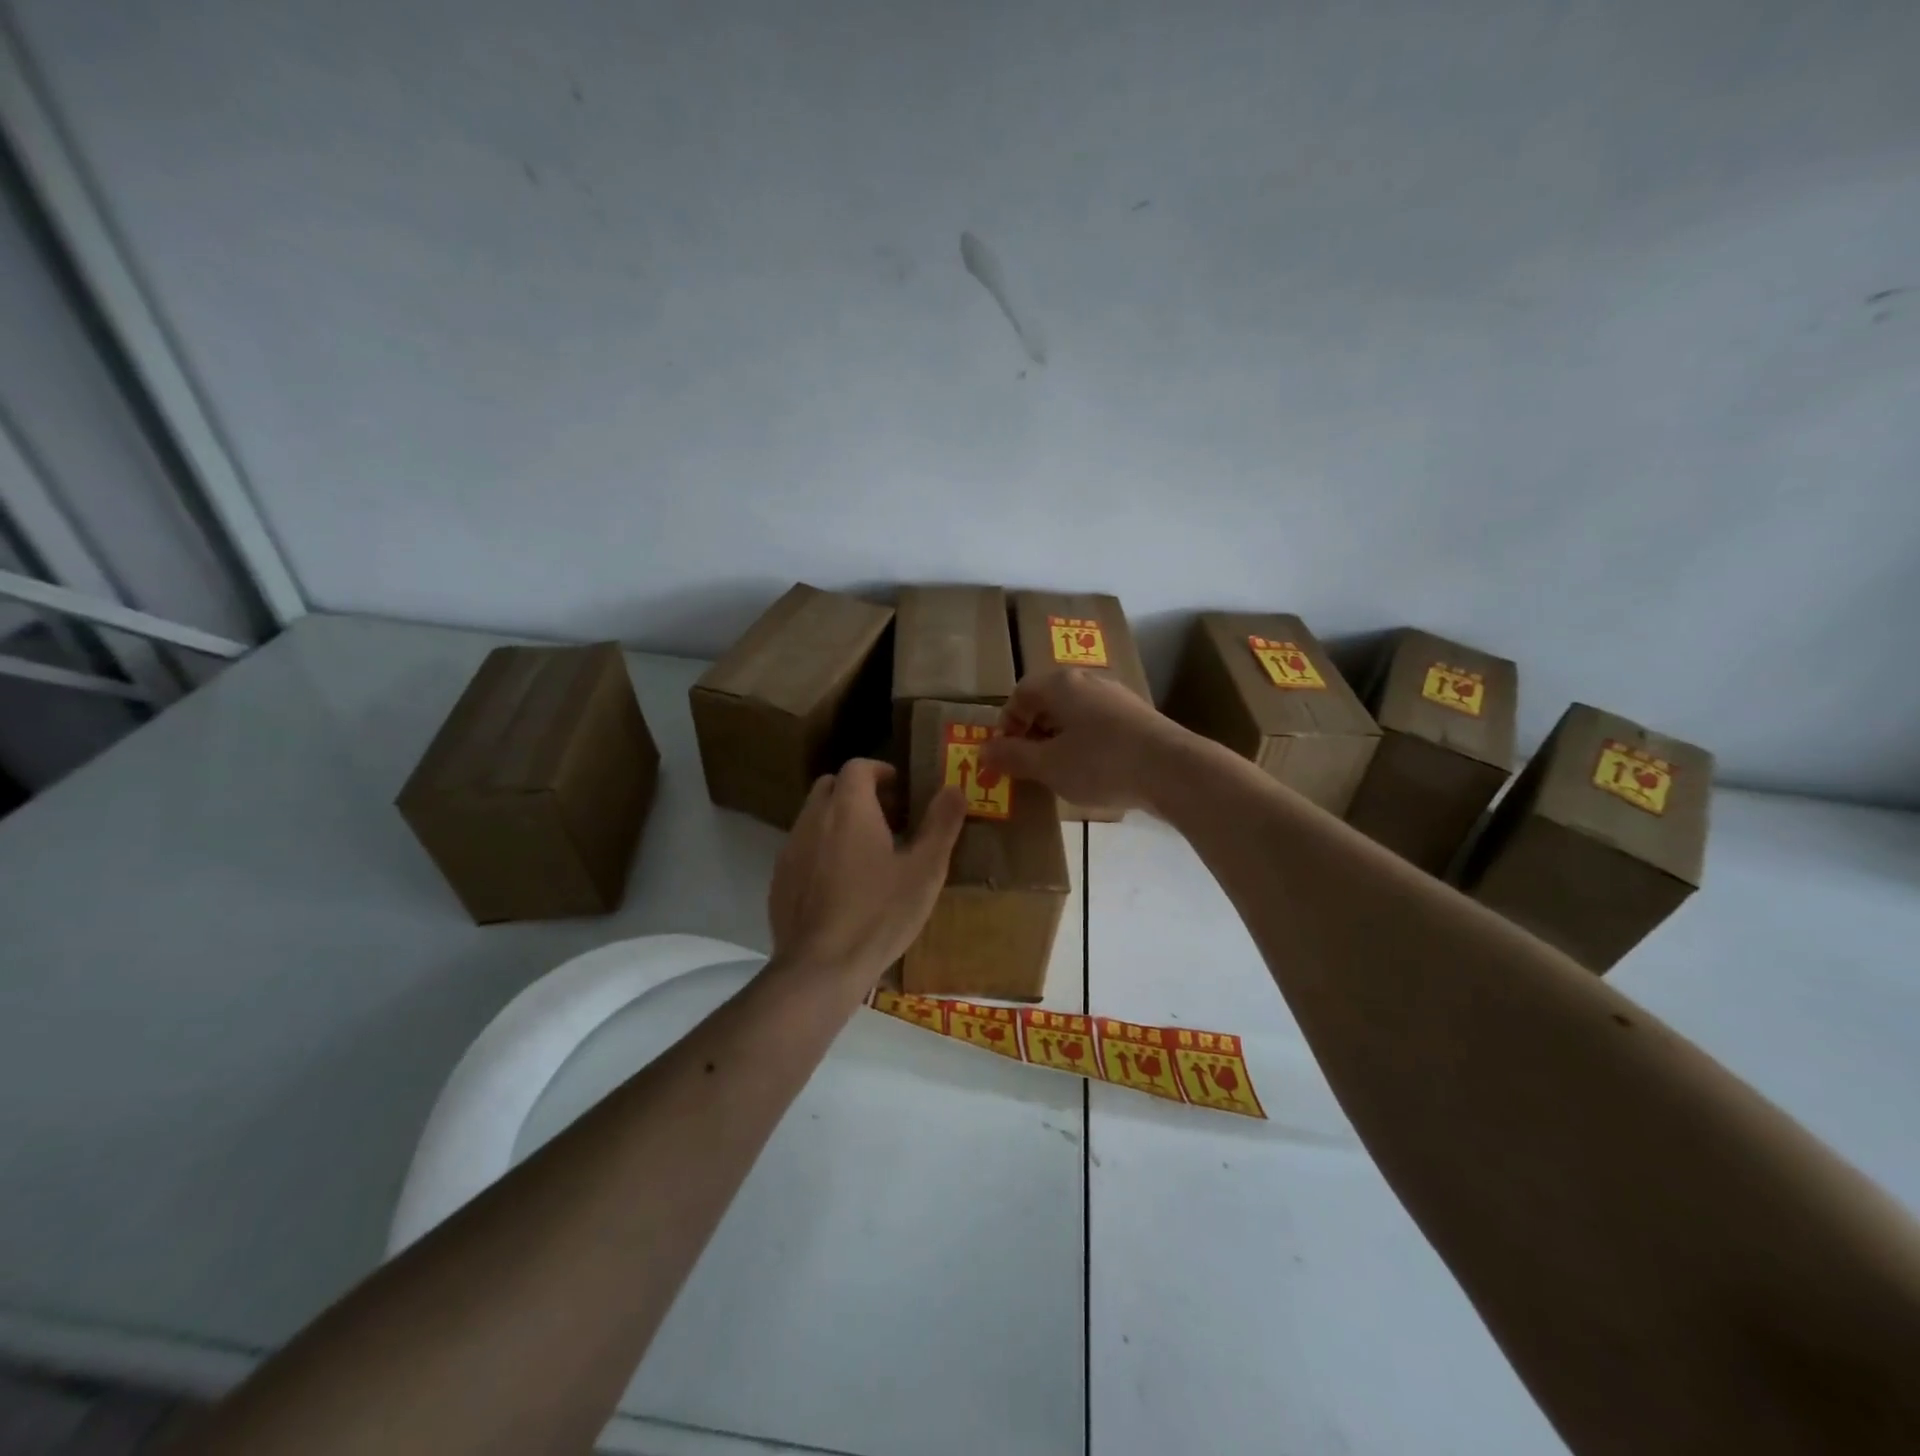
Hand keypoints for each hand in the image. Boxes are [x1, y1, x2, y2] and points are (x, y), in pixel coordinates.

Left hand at [768, 760, 966, 989]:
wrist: (821, 967)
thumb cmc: (880, 914)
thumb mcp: (925, 870)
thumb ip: (941, 824)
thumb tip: (954, 788)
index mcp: (849, 809)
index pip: (858, 766)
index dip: (880, 771)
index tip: (900, 789)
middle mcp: (814, 819)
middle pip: (831, 786)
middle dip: (857, 792)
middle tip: (887, 818)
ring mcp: (791, 849)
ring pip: (813, 817)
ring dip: (838, 821)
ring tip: (866, 852)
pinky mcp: (779, 880)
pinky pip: (801, 849)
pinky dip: (821, 850)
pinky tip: (840, 884)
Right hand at [981, 669, 1188, 812]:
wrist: (1172, 770)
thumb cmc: (1100, 763)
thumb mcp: (1048, 765)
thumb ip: (1013, 757)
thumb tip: (984, 751)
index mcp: (1061, 684)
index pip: (1020, 693)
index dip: (1007, 723)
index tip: (1006, 754)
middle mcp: (1088, 681)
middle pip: (1048, 701)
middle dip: (1032, 732)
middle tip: (1029, 765)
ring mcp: (1117, 697)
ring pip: (1075, 715)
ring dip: (1059, 740)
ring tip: (1059, 772)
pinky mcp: (1138, 718)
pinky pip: (1098, 726)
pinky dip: (1085, 745)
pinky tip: (1093, 773)